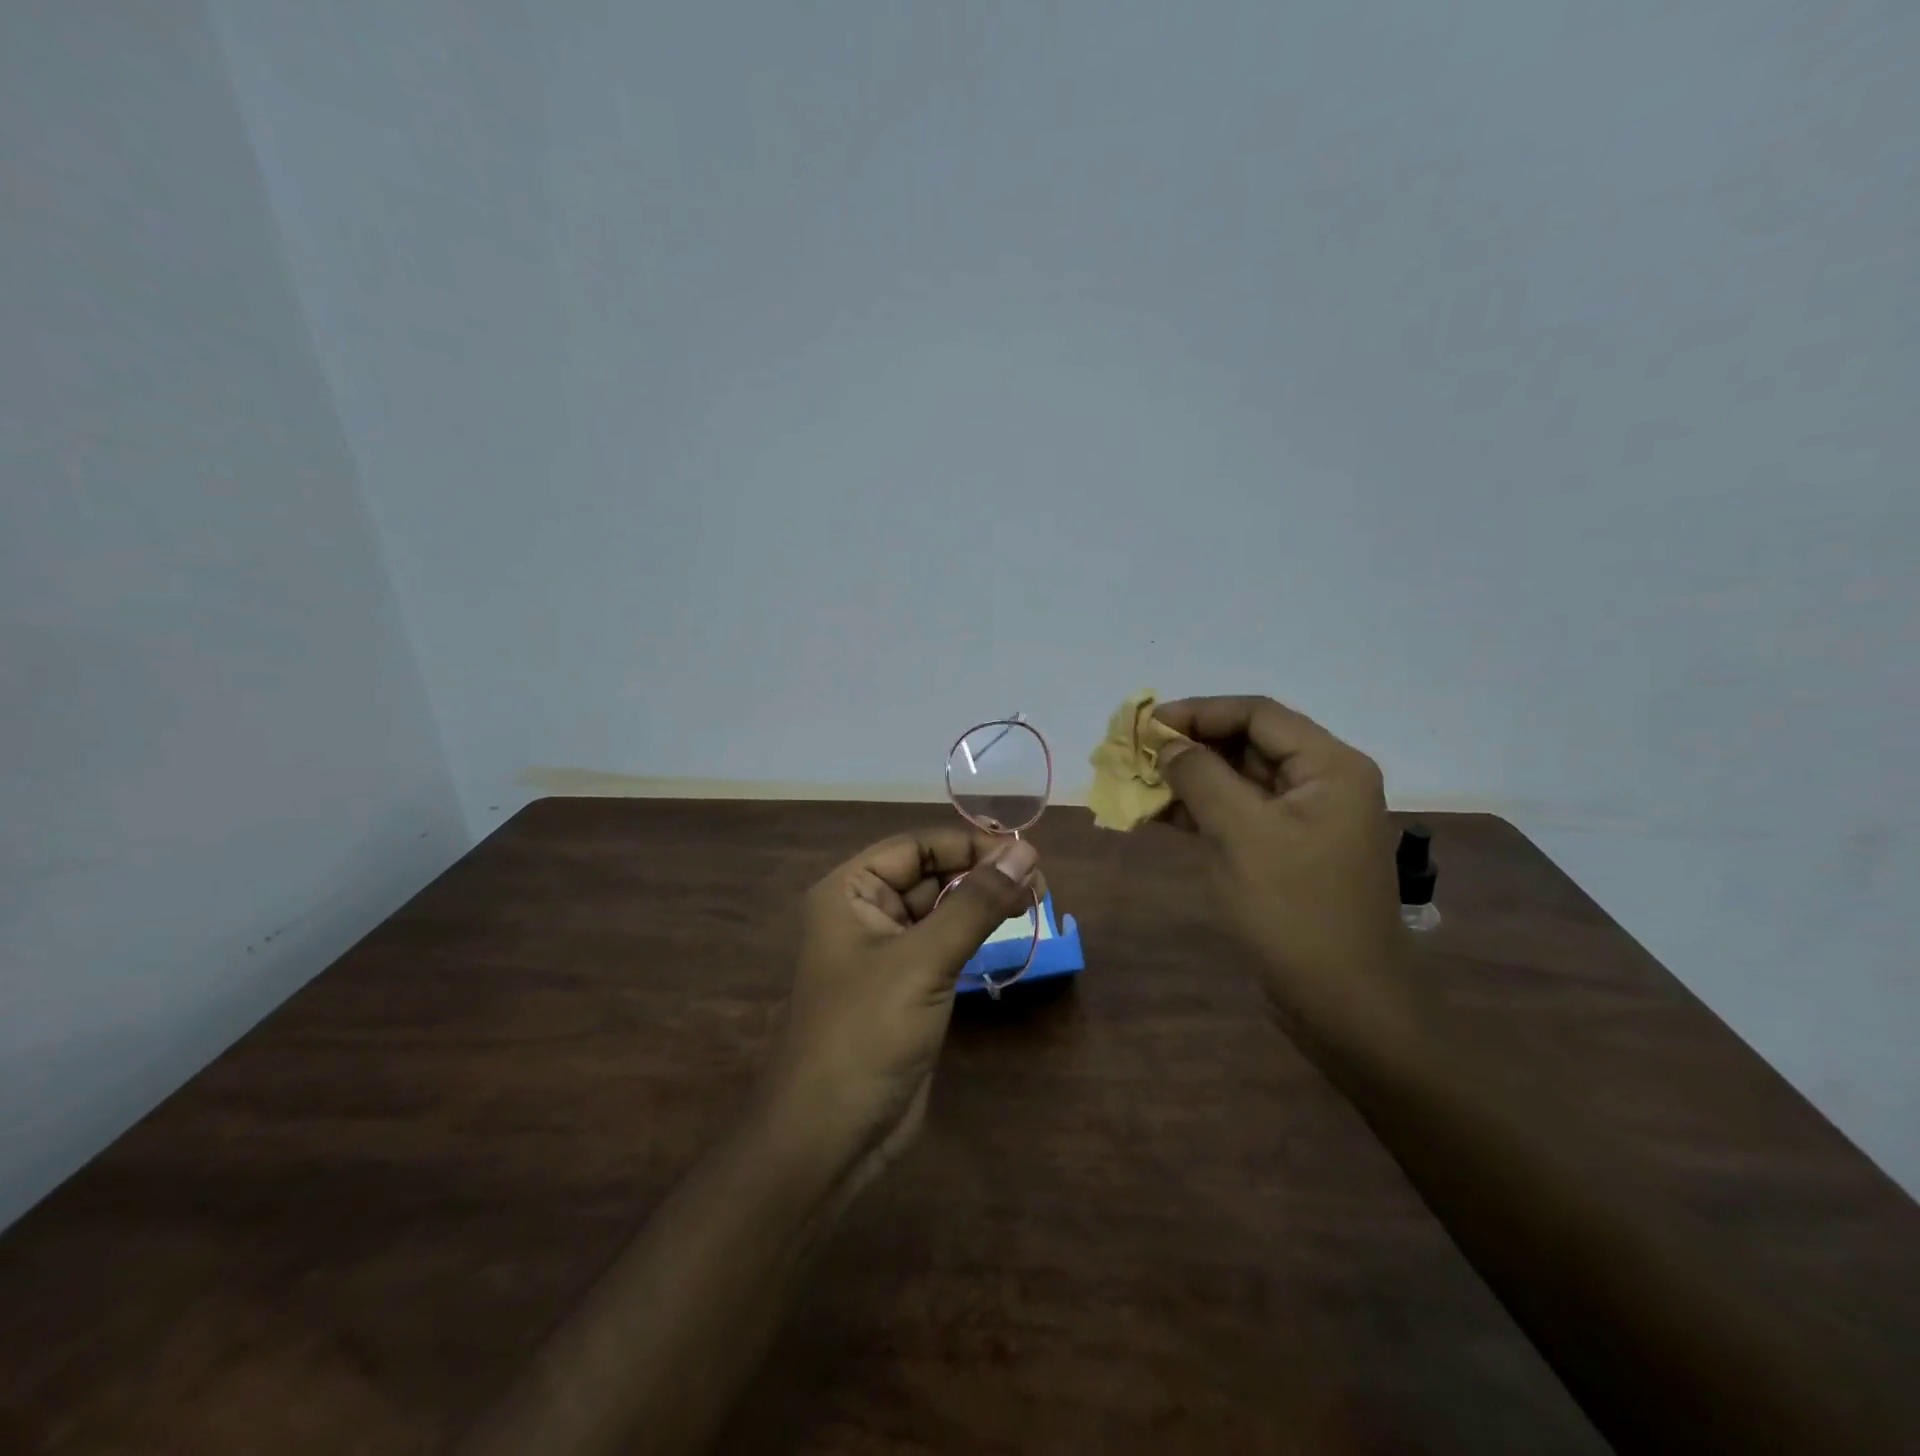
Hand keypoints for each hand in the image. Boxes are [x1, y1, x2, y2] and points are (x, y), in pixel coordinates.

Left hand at [759, 827, 1039, 1197]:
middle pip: (930, 874)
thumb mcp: (923, 960)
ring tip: (1034, 900)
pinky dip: (975, 933)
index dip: (969, 844)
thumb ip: (975, 903)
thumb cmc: (866, 1032)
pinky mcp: (906, 986)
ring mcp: (885, 952)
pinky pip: (944, 943)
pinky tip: (1008, 930)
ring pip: (940, 908)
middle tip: (1038, 883)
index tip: (1024, 854)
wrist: (830, 1134)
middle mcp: (864, 912)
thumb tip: (1026, 851)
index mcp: (849, 891)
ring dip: (982, 901)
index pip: (916, 847)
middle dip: (980, 873)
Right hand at [1152, 695, 1406, 1034]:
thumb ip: (1200, 777)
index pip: (1257, 715)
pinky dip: (1199, 811)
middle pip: (1248, 744)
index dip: (1199, 712)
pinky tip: (1157, 813)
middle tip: (1136, 752)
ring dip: (1189, 779)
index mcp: (1329, 766)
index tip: (1148, 723)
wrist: (1343, 1002)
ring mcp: (1304, 820)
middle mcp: (1322, 783)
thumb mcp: (1241, 834)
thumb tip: (1167, 743)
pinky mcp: (1286, 852)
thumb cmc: (1295, 909)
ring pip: (1238, 781)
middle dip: (1190, 746)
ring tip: (1136, 781)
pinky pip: (1238, 815)